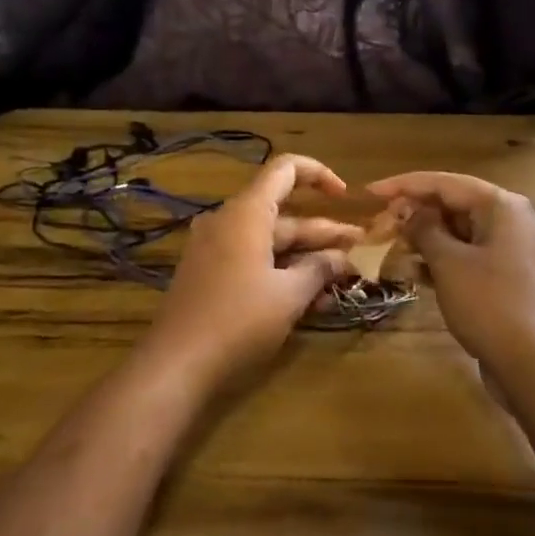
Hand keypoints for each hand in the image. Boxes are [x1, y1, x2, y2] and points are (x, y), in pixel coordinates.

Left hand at [145, 154, 359, 389]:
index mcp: (247, 213)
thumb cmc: (238, 321)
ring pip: (270, 242)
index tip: (345, 197)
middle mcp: (228, 222)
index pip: (285, 169)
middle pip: (284, 214)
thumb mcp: (289, 296)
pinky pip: (253, 260)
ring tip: (342, 280)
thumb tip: (344, 258)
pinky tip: (310, 298)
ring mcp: (215, 249)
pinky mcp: (209, 275)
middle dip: (323, 233)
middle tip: (359, 253)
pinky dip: (282, 271)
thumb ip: (319, 270)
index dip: (319, 174)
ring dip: (306, 258)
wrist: (175, 366)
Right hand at [366, 171, 534, 373]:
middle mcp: (511, 219)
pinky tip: (414, 271)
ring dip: (426, 237)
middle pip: (454, 204)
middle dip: (415, 213)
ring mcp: (512, 249)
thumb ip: (424, 229)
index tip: (369, 192)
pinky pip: (469, 255)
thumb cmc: (488, 304)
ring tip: (391, 245)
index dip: (403, 185)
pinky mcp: (507, 276)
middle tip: (380, 223)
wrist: (533, 365)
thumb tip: (409, 212)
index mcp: (501, 206)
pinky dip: (443, 259)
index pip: (444, 183)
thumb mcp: (448, 263)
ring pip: (460, 231)